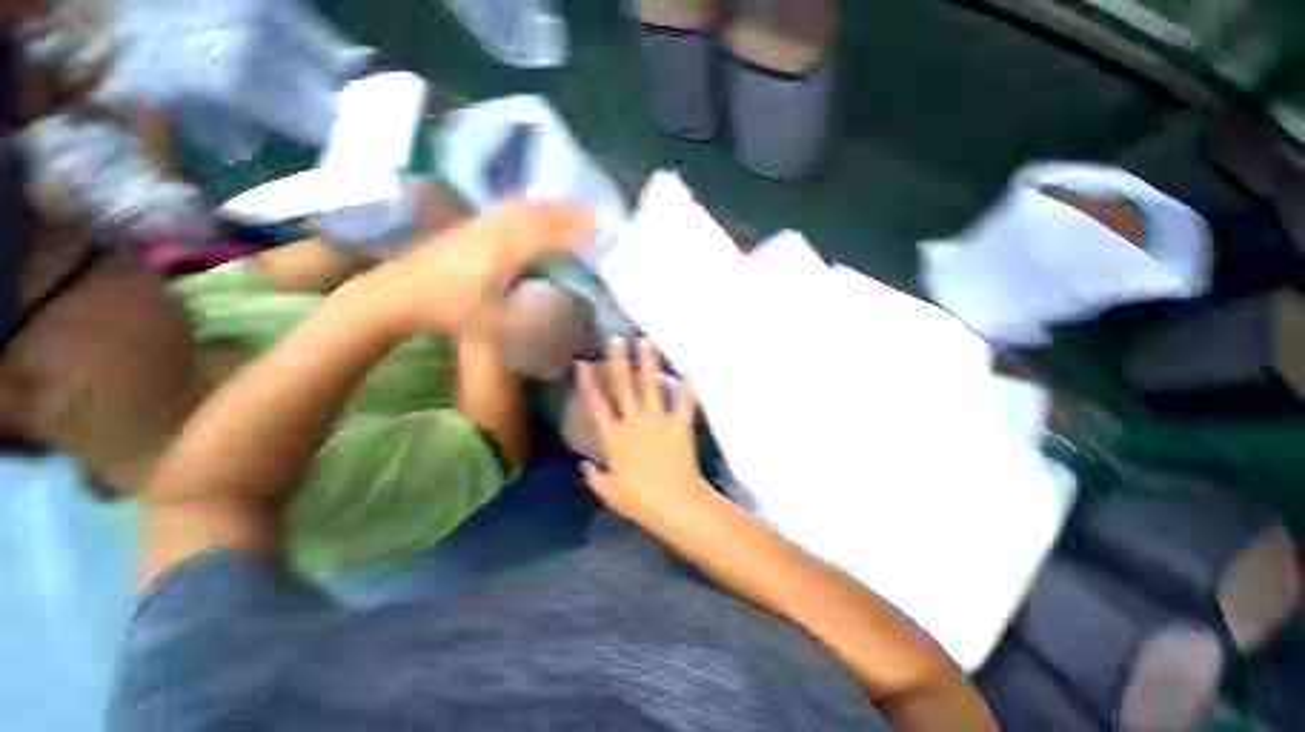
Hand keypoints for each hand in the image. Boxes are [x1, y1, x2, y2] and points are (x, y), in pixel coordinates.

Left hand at [364, 200, 592, 337]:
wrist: (396, 294)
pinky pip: (504, 207)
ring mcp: (477, 224)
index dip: (574, 232)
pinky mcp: (467, 225)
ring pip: (520, 206)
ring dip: (548, 205)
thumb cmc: (446, 312)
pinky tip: (531, 208)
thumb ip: (527, 315)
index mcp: (502, 254)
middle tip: (593, 213)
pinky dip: (527, 205)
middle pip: (536, 213)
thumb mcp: (491, 323)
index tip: (598, 230)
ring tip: (569, 207)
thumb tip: (557, 308)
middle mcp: (492, 232)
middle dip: (567, 212)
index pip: (546, 235)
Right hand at [577, 339, 712, 532]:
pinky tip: (689, 372)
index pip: (597, 404)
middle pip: (624, 386)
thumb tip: (583, 464)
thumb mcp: (610, 493)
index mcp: (615, 437)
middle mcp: (634, 422)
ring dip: (648, 363)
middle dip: (619, 361)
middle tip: (617, 340)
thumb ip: (594, 477)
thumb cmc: (640, 501)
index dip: (589, 383)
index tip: (583, 363)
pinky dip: (687, 388)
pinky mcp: (680, 425)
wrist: (675, 504)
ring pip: (651, 386)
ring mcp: (659, 421)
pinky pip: (684, 403)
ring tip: (646, 342)